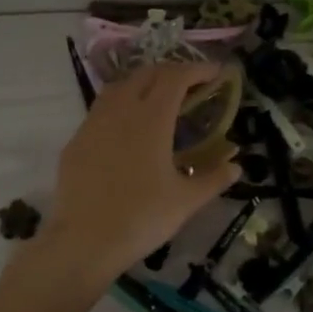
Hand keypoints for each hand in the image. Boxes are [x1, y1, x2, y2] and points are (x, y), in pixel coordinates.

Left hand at [39, 60, 240, 280]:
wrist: (84, 241)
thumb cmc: (142, 217)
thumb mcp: (186, 201)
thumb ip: (213, 178)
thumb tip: (236, 166)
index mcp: (151, 118)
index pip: (176, 77)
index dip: (198, 69)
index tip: (216, 73)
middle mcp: (121, 111)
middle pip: (147, 74)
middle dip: (171, 72)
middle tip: (191, 85)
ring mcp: (93, 123)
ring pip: (119, 87)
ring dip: (143, 84)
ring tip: (158, 100)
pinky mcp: (76, 141)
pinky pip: (101, 110)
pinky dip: (120, 106)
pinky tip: (127, 129)